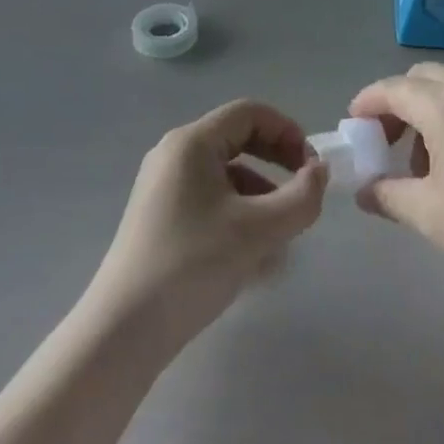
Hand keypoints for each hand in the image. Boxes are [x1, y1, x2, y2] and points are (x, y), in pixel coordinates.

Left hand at [89, 100, 328, 348]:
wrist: (124, 331)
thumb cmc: (192, 265)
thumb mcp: (257, 231)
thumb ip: (300, 198)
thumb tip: (319, 173)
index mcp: (192, 142)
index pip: (250, 113)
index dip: (287, 132)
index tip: (312, 168)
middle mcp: (174, 154)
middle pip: (238, 140)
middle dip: (277, 164)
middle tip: (304, 193)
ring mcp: (164, 186)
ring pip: (227, 176)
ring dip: (262, 197)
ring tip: (283, 239)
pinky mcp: (161, 217)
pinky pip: (210, 201)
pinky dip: (238, 217)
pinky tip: (255, 260)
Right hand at [349, 62, 443, 311]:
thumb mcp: (432, 216)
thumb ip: (388, 195)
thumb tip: (365, 190)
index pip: (393, 89)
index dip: (367, 104)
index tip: (353, 126)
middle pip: (424, 80)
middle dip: (399, 105)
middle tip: (388, 146)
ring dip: (431, 114)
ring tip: (429, 167)